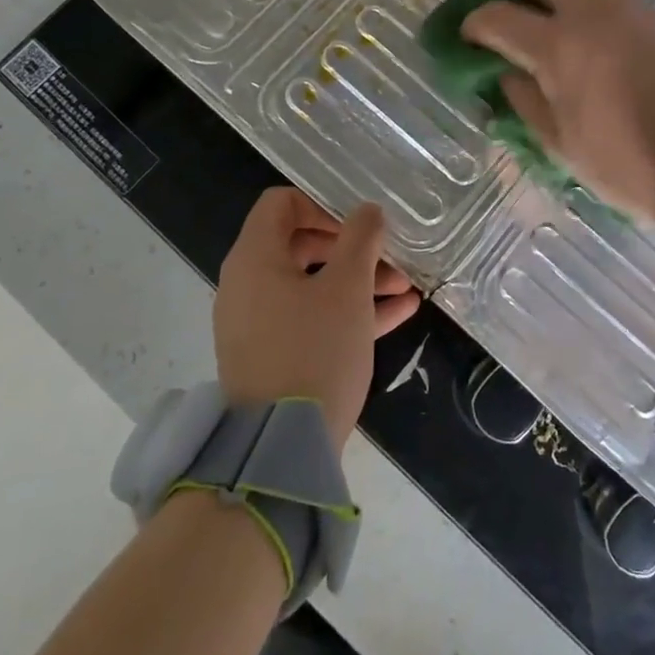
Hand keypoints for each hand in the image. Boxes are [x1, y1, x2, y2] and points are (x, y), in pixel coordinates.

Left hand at [215, 189, 420, 453]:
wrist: (280, 450)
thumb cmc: (314, 351)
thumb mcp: (347, 289)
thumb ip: (360, 240)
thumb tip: (368, 211)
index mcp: (255, 259)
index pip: (280, 204)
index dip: (321, 204)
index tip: (357, 224)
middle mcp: (248, 285)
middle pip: (300, 244)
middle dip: (352, 248)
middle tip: (389, 258)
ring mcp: (258, 323)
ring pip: (312, 285)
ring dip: (359, 281)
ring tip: (406, 289)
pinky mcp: (271, 355)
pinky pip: (310, 318)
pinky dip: (347, 312)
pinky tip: (398, 315)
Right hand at [460, 0, 654, 225]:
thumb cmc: (624, 163)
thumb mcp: (558, 143)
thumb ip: (523, 99)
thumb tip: (505, 71)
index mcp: (560, 47)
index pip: (498, 16)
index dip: (473, 23)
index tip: (466, 36)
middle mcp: (590, 11)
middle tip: (499, 2)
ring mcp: (625, 6)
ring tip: (537, 10)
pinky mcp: (651, 13)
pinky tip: (576, 24)